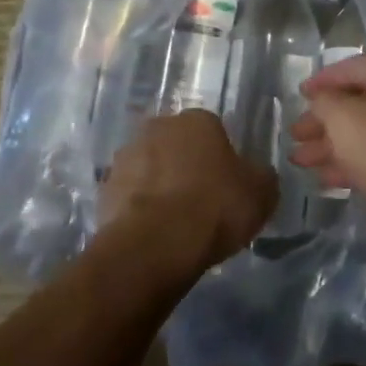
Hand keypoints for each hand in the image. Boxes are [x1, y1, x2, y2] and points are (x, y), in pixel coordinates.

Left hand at [98, 110, 277, 276]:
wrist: (156, 244)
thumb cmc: (215, 208)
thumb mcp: (261, 193)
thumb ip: (260, 176)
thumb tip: (254, 175)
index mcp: (197, 120)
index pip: (213, 130)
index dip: (221, 157)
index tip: (226, 184)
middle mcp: (158, 128)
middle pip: (177, 144)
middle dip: (186, 165)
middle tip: (201, 200)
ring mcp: (126, 156)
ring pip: (150, 167)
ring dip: (159, 185)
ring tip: (174, 221)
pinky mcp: (104, 188)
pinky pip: (130, 194)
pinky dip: (140, 207)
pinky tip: (153, 232)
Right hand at [290, 55, 365, 228]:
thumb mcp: (344, 117)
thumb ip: (325, 102)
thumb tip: (322, 100)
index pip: (353, 67)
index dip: (324, 78)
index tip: (300, 93)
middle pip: (356, 103)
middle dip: (322, 118)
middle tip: (295, 134)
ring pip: (362, 134)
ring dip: (329, 144)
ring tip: (299, 160)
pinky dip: (348, 164)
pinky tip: (324, 179)